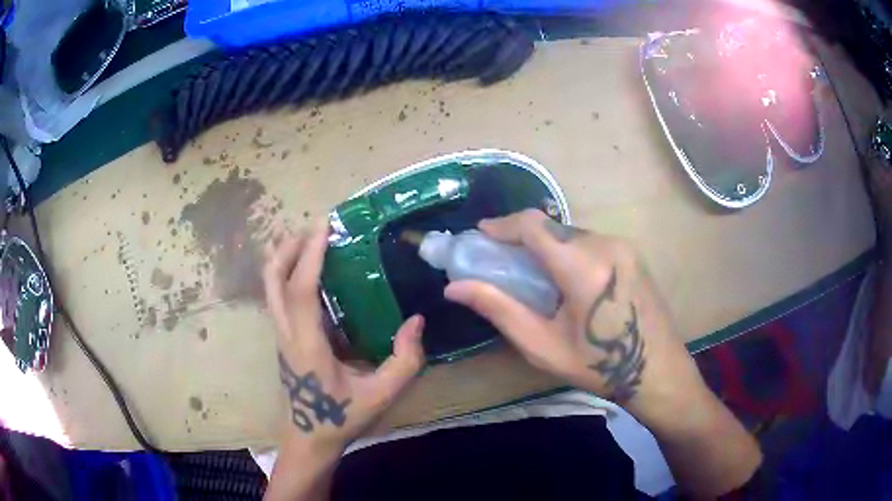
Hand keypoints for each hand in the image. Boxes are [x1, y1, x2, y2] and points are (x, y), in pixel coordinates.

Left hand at [263, 220, 424, 457]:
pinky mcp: (283, 337)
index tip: (324, 225)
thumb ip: (405, 360)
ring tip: (311, 240)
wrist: (310, 437)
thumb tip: (417, 321)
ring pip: (270, 286)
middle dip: (290, 246)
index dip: (310, 254)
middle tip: (316, 227)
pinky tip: (311, 271)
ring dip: (286, 257)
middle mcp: (286, 333)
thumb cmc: (343, 416)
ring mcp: (280, 335)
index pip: (301, 290)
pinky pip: (278, 296)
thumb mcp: (382, 394)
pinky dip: (288, 273)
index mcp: (307, 344)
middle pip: (273, 279)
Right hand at [445, 210, 761, 497]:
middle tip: (501, 260)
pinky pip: (590, 241)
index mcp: (584, 267)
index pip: (534, 225)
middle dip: (521, 238)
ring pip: (571, 233)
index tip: (481, 235)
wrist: (657, 371)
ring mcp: (624, 246)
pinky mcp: (632, 253)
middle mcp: (606, 245)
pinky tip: (563, 279)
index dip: (503, 225)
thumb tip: (454, 288)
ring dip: (546, 245)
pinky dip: (567, 251)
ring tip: (531, 274)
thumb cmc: (598, 367)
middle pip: (552, 228)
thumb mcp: (542, 345)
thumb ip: (499, 309)